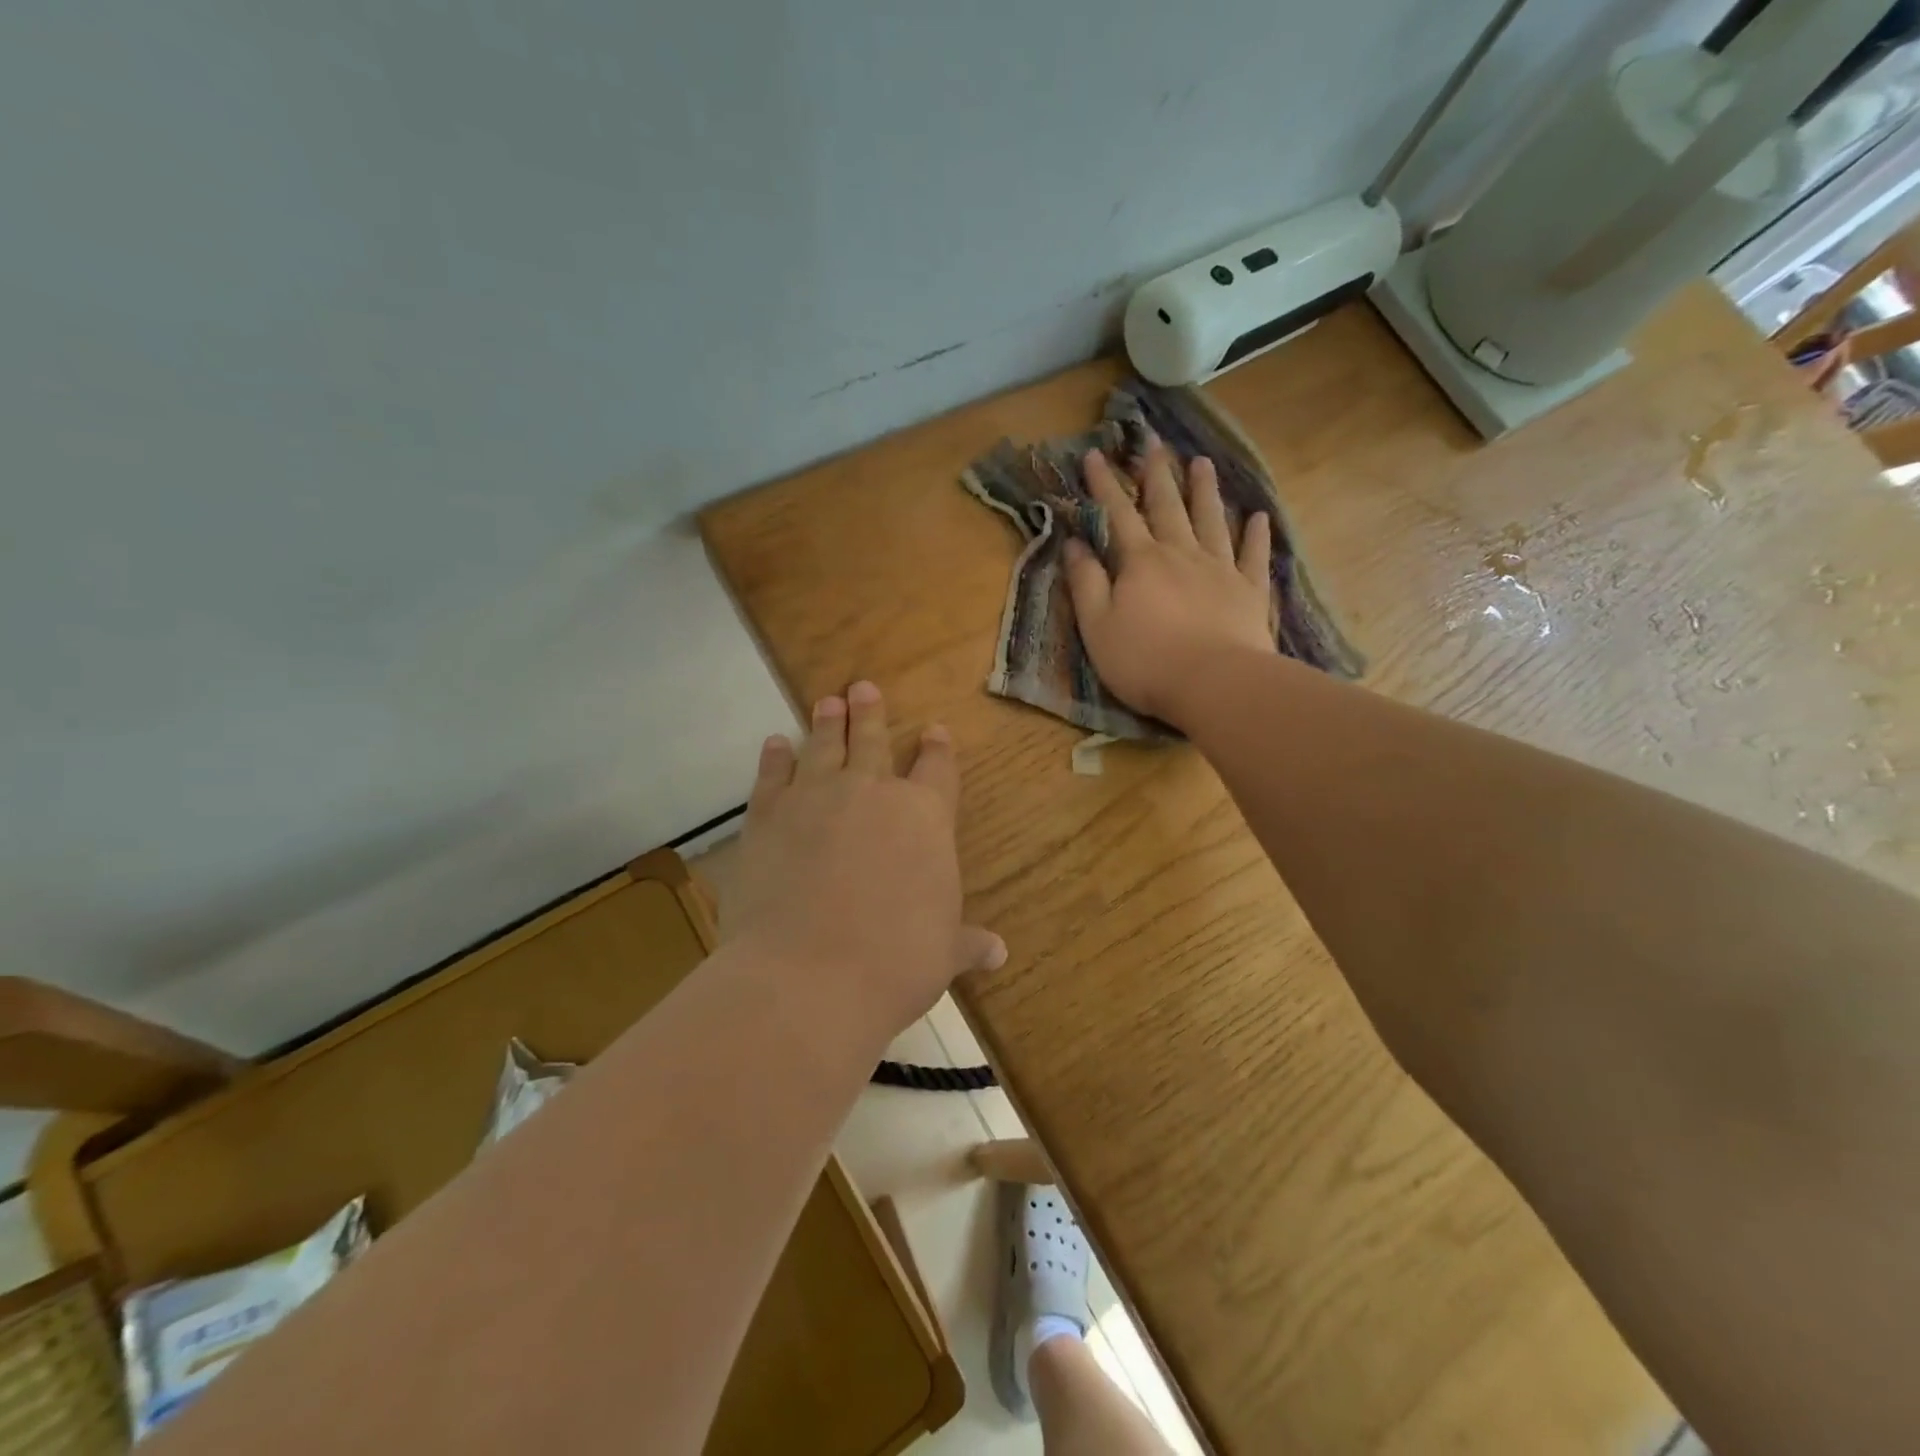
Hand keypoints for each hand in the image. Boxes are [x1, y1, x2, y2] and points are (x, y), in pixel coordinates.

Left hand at [724, 681, 1004, 1041]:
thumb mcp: (942, 954)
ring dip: (826, 723)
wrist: (808, 977)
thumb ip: (967, 943)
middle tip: (862, 687)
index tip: (933, 731)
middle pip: (872, 741)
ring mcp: (815, 798)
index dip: (936, 749)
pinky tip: (775, 745)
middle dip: (869, 713)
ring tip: (827, 701)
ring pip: (822, 747)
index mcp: (925, 817)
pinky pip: (772, 776)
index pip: (937, 769)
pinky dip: (774, 759)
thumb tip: (999, 953)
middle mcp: (871, 793)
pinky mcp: (767, 816)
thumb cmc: (894, 963)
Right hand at [1063, 441, 1275, 725]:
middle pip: (1167, 506)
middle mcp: (1181, 554)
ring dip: (1205, 490)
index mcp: (1141, 562)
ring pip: (1211, 520)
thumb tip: (1074, 544)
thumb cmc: (1145, 661)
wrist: (1214, 684)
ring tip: (1201, 462)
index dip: (1105, 484)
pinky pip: (1253, 555)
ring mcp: (1220, 569)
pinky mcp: (1249, 591)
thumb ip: (1085, 583)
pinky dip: (1255, 534)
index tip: (1095, 455)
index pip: (1118, 514)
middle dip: (1157, 474)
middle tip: (1154, 443)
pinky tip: (1257, 516)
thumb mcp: (1097, 627)